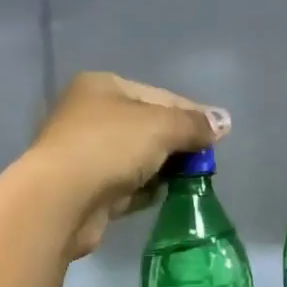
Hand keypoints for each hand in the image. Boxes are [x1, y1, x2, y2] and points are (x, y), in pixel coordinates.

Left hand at [28, 72, 225, 258]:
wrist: (62, 200)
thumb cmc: (110, 148)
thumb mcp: (160, 127)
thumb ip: (194, 124)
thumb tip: (224, 122)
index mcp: (103, 86)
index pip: (159, 95)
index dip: (191, 114)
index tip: (218, 135)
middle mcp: (90, 115)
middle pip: (148, 127)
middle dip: (177, 145)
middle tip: (204, 163)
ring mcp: (86, 154)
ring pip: (137, 159)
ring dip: (163, 170)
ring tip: (190, 182)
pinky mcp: (87, 189)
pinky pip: (126, 186)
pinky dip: (145, 190)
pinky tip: (163, 197)